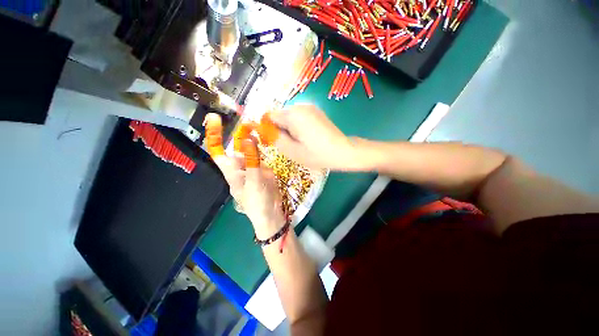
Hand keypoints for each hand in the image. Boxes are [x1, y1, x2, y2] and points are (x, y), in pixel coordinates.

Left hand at [204, 113, 285, 238]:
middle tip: (249, 122)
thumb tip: (247, 138)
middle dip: (240, 133)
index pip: (218, 151)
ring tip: (259, 127)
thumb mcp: (254, 181)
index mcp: (231, 171)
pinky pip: (260, 155)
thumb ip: (252, 160)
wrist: (271, 213)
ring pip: (250, 149)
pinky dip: (262, 147)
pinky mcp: (263, 169)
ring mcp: (252, 167)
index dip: (214, 135)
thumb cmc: (258, 202)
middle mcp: (240, 167)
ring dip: (252, 138)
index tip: (214, 118)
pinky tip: (267, 139)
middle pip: (236, 147)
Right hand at [267, 104, 356, 169]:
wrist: (343, 151)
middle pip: (280, 115)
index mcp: (293, 115)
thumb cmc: (317, 154)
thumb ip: (275, 138)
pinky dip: (298, 126)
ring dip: (289, 128)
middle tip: (289, 145)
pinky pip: (299, 117)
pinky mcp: (316, 111)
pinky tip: (307, 136)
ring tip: (300, 142)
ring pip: (289, 117)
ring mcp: (310, 107)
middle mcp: (300, 106)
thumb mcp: (292, 151)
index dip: (268, 129)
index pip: (269, 116)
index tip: (274, 141)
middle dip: (280, 129)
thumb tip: (264, 129)